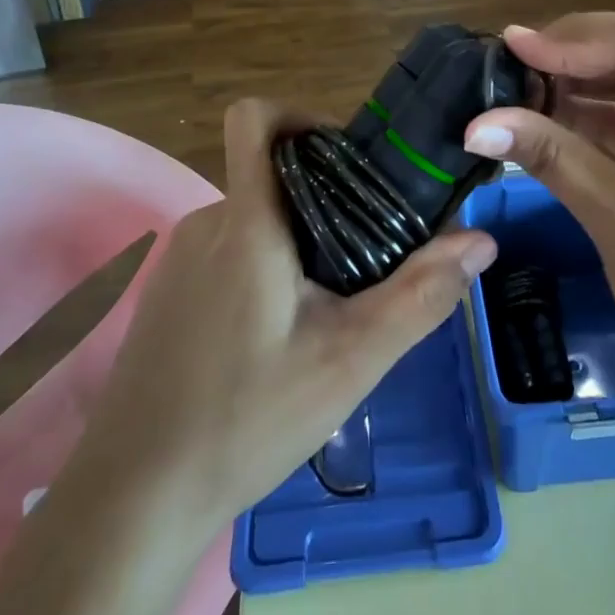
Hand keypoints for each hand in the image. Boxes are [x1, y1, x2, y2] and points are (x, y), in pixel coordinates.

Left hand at [79, 98, 498, 531]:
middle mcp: (208, 222)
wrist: (132, 499)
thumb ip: (420, 295)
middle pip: (272, 173)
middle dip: (324, 197)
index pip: (254, 117)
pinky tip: (278, 335)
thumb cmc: (245, 419)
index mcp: (247, 221)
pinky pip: (228, 250)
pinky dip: (264, 266)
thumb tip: (481, 240)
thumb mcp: (350, 361)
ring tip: (331, 303)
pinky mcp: (167, 292)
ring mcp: (180, 258)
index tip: (349, 159)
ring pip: (255, 217)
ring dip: (297, 239)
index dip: (300, 115)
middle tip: (366, 253)